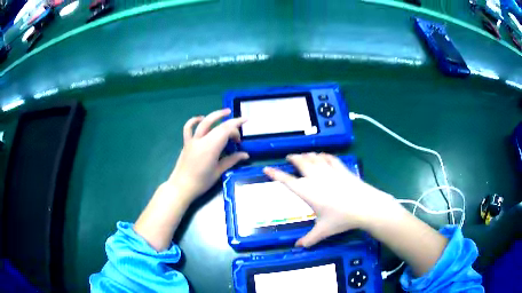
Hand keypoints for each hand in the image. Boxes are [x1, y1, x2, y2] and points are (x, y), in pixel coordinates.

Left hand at [168, 109, 248, 202]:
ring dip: (216, 115)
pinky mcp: (186, 143)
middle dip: (231, 124)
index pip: (226, 130)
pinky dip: (194, 120)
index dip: (237, 124)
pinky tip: (201, 118)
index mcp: (211, 148)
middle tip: (239, 129)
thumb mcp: (218, 172)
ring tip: (226, 112)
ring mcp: (192, 140)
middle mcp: (201, 140)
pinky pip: (189, 128)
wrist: (181, 187)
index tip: (246, 122)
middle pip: (218, 126)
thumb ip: (232, 160)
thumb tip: (245, 154)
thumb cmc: (201, 182)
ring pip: (204, 122)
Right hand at [264, 153, 399, 246]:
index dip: (275, 173)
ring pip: (314, 158)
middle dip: (293, 158)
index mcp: (307, 191)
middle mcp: (316, 178)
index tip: (266, 168)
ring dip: (306, 155)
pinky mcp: (342, 169)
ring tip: (303, 155)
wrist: (365, 206)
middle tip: (289, 157)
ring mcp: (330, 171)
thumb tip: (298, 247)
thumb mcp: (323, 230)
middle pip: (300, 163)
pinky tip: (323, 156)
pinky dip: (323, 155)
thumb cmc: (341, 218)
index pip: (286, 180)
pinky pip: (329, 158)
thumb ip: (309, 239)